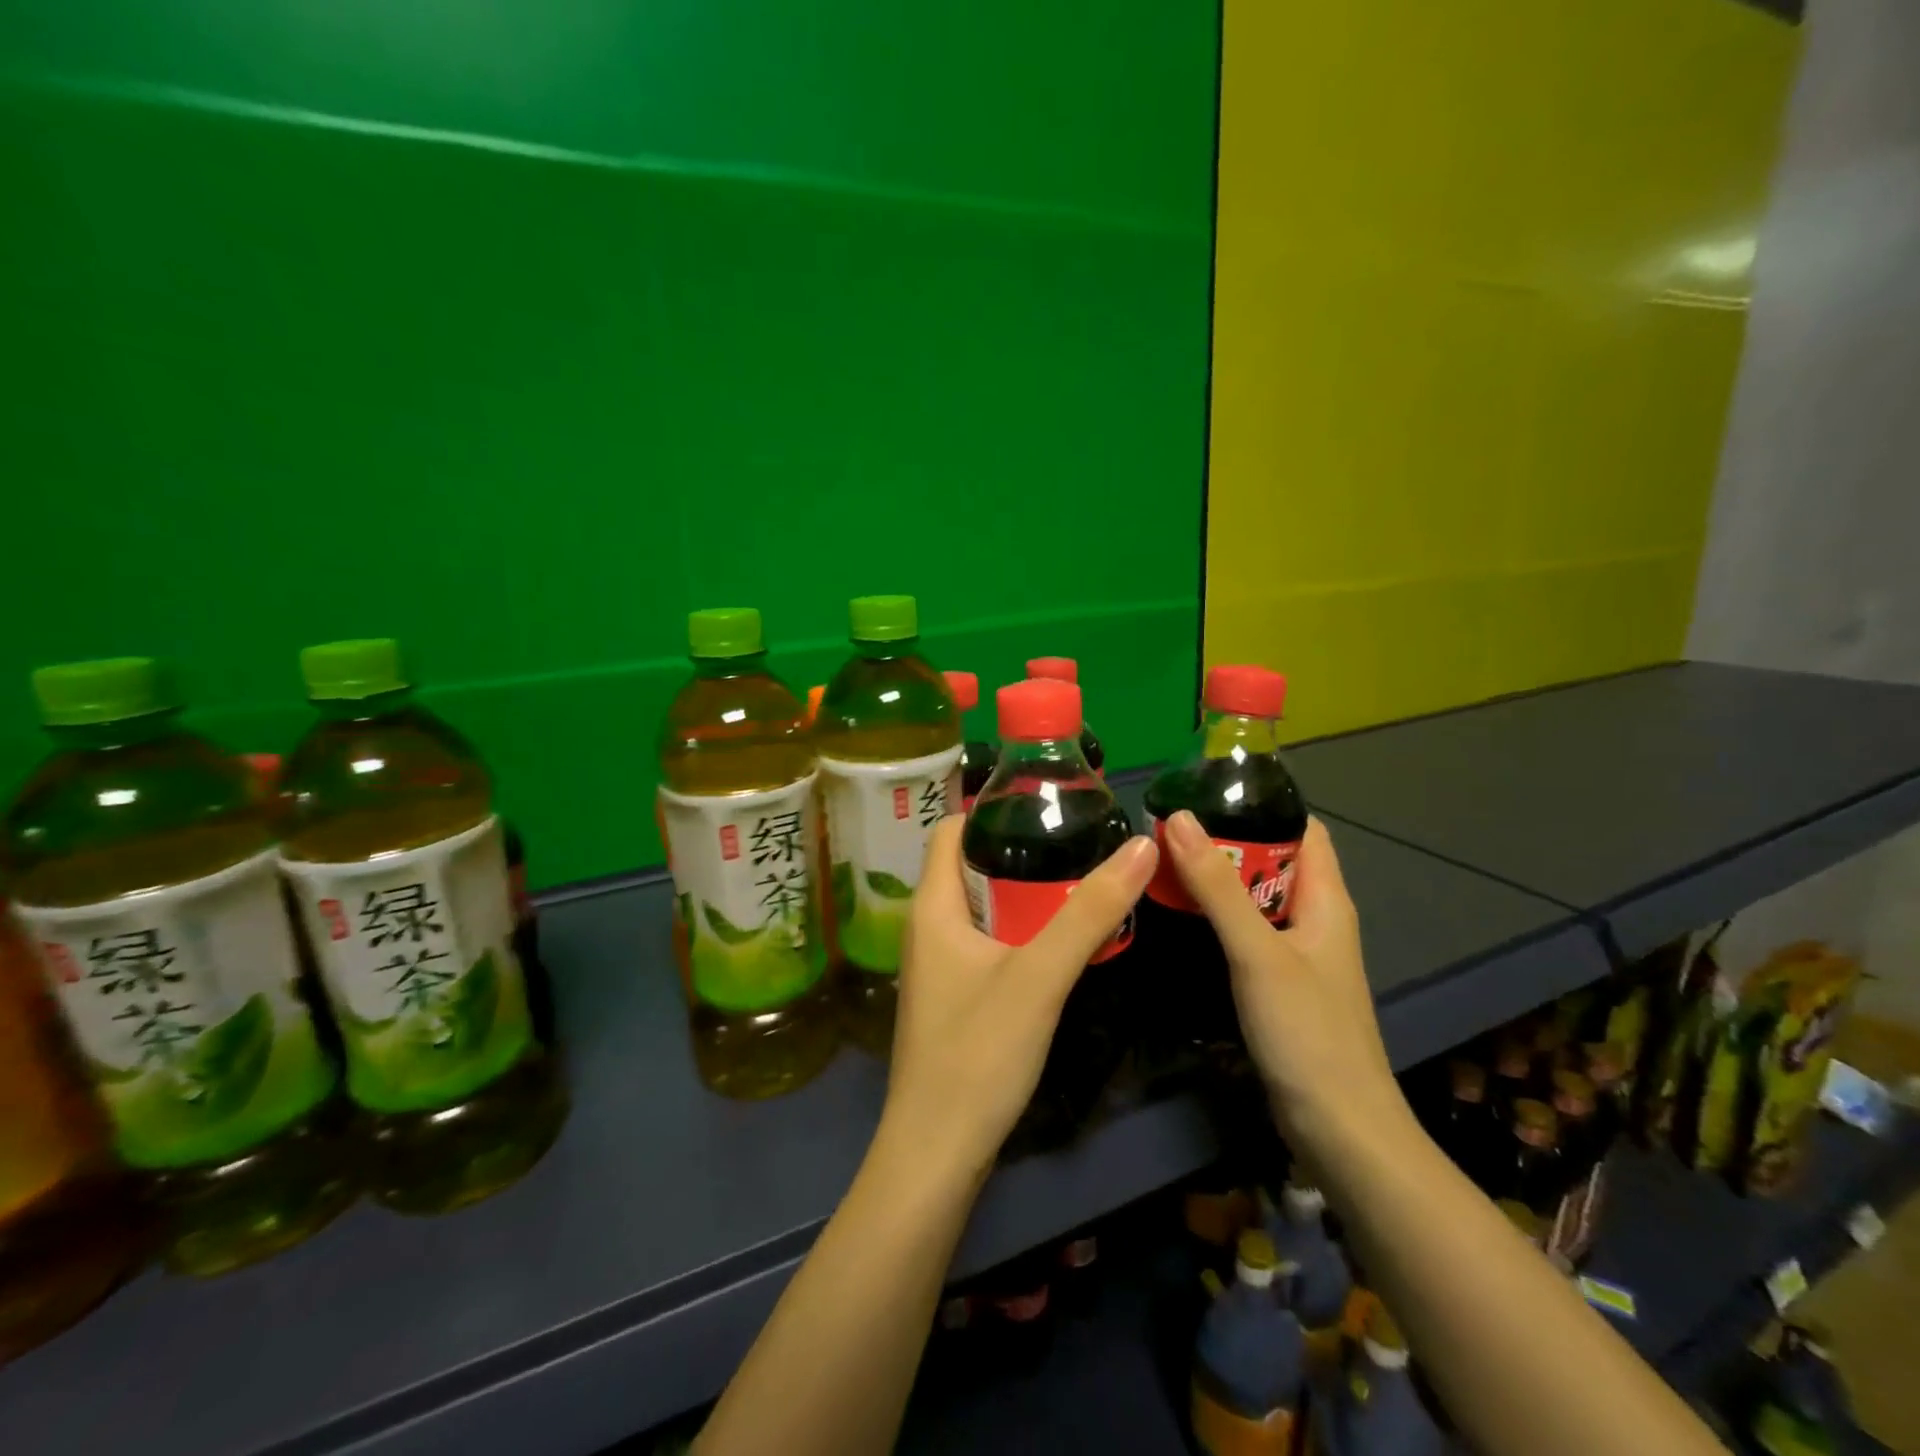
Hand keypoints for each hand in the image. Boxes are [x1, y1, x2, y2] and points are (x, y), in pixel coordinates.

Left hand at [879, 817, 1158, 1183]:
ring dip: (1026, 893)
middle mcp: (928, 925)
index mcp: (933, 905)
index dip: (995, 809)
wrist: (938, 1152)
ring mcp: (939, 963)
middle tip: (1082, 840)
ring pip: (984, 907)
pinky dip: (1021, 929)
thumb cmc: (978, 1053)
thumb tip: (1141, 844)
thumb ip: (1090, 911)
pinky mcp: (954, 995)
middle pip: (972, 865)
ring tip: (1082, 878)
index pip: (953, 829)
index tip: (1049, 804)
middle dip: (1023, 850)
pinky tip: (1061, 938)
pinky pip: (988, 941)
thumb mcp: (1040, 976)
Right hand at [1162, 811, 1403, 1147]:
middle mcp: (1313, 919)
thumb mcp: (1257, 952)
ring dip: (1214, 881)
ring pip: (1252, 900)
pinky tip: (1177, 918)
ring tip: (1160, 862)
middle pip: (1270, 862)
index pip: (1301, 829)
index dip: (1260, 804)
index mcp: (1325, 900)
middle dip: (1223, 841)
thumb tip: (1180, 817)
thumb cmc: (1308, 1032)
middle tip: (1164, 827)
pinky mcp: (1277, 983)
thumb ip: (1217, 886)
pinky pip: (1244, 933)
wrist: (1338, 1130)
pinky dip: (1214, 918)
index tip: (1203, 790)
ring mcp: (1295, 954)